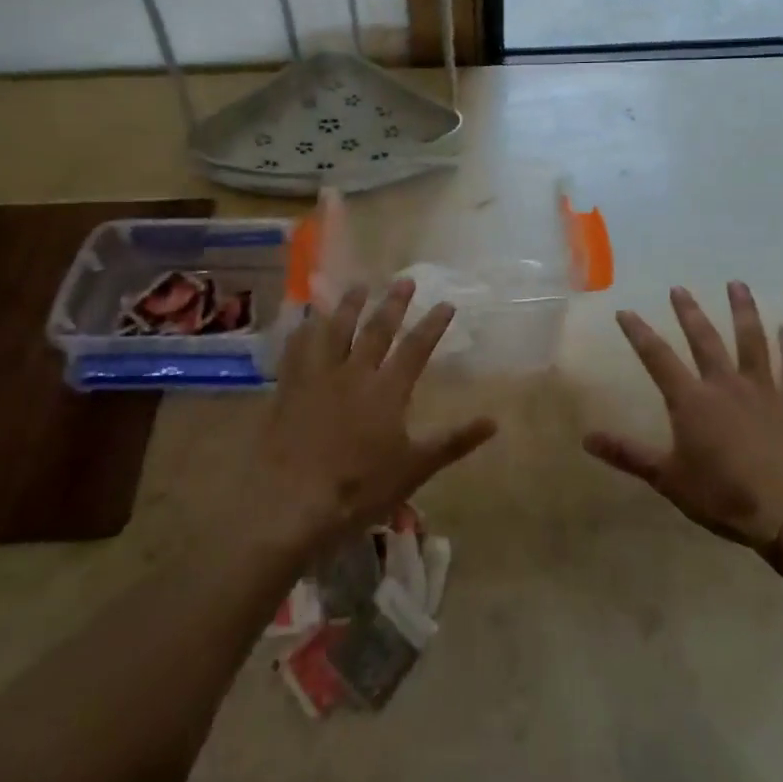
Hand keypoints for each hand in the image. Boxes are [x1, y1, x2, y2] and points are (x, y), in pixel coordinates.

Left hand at [257, 279, 496, 554]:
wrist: (292, 501)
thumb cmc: (360, 488)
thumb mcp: (414, 468)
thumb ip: (453, 441)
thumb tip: (494, 421)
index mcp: (387, 391)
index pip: (416, 348)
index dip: (433, 325)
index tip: (446, 303)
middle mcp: (354, 373)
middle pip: (376, 330)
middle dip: (393, 304)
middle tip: (404, 280)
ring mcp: (318, 377)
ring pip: (335, 330)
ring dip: (348, 306)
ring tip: (358, 286)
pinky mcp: (289, 388)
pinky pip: (297, 349)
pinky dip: (303, 331)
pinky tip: (305, 320)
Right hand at [585, 283, 782, 550]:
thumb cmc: (725, 496)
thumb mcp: (668, 479)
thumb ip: (628, 455)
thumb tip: (585, 438)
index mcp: (691, 400)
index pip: (657, 358)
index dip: (639, 333)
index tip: (625, 311)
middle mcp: (725, 384)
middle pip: (704, 339)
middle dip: (689, 312)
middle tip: (679, 288)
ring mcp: (763, 390)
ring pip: (751, 341)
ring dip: (743, 311)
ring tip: (737, 285)